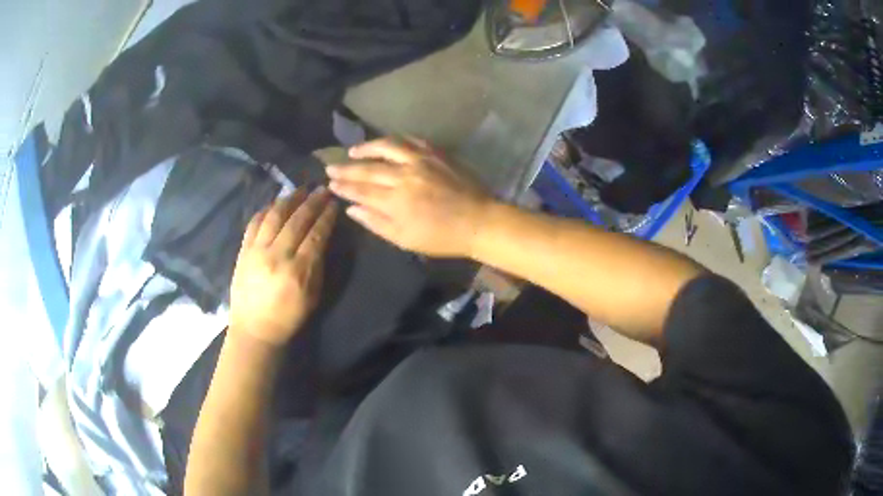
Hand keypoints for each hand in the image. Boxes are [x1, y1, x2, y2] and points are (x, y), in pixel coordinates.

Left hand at [229, 187, 337, 345]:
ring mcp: (256, 251)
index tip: (334, 203)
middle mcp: (276, 255)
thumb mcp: (312, 296)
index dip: (327, 216)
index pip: (316, 234)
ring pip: (274, 216)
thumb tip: (322, 238)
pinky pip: (254, 223)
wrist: (253, 329)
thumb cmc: (288, 317)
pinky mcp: (243, 251)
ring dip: (289, 199)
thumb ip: (317, 265)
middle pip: (297, 220)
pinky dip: (266, 209)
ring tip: (300, 190)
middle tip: (322, 189)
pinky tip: (275, 203)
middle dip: (312, 202)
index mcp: (298, 271)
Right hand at [326, 138, 492, 257]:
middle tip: (330, 166)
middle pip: (369, 168)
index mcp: (396, 200)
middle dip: (347, 168)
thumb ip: (376, 223)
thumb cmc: (441, 236)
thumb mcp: (405, 239)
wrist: (478, 221)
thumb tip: (352, 209)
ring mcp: (421, 160)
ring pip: (387, 147)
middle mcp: (405, 175)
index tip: (330, 184)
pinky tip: (385, 143)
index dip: (343, 187)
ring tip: (352, 150)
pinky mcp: (436, 152)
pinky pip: (410, 140)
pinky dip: (395, 141)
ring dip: (367, 147)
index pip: (361, 190)